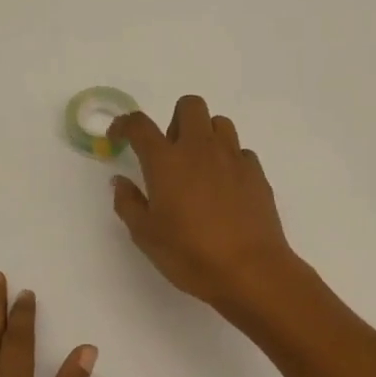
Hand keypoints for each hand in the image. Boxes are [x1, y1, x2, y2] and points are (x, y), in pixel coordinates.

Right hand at [110, 95, 296, 311]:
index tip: (119, 136)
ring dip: (205, 135)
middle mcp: (200, 148)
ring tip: (199, 167)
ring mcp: (232, 158)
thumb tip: (120, 182)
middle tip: (170, 152)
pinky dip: (228, 160)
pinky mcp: (256, 173)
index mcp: (166, 161)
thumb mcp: (146, 235)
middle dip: (175, 120)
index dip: (125, 124)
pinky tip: (225, 188)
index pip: (140, 125)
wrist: (250, 270)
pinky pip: (240, 151)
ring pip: (219, 123)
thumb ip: (128, 203)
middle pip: (189, 105)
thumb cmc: (190, 254)